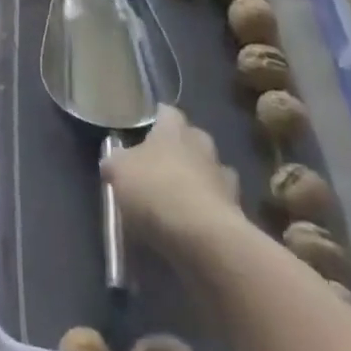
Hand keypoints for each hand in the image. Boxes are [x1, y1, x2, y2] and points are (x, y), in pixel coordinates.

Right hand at [103, 105, 244, 255]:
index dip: (156, 119)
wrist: (205, 239)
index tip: (145, 130)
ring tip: (180, 199)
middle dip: (181, 150)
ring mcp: (224, 179)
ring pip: (211, 172)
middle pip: (192, 140)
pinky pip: (219, 205)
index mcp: (174, 128)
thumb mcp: (119, 171)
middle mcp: (203, 145)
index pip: (167, 112)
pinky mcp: (238, 213)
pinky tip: (194, 226)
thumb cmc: (156, 190)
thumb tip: (113, 162)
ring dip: (199, 181)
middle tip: (161, 166)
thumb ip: (115, 162)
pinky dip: (209, 211)